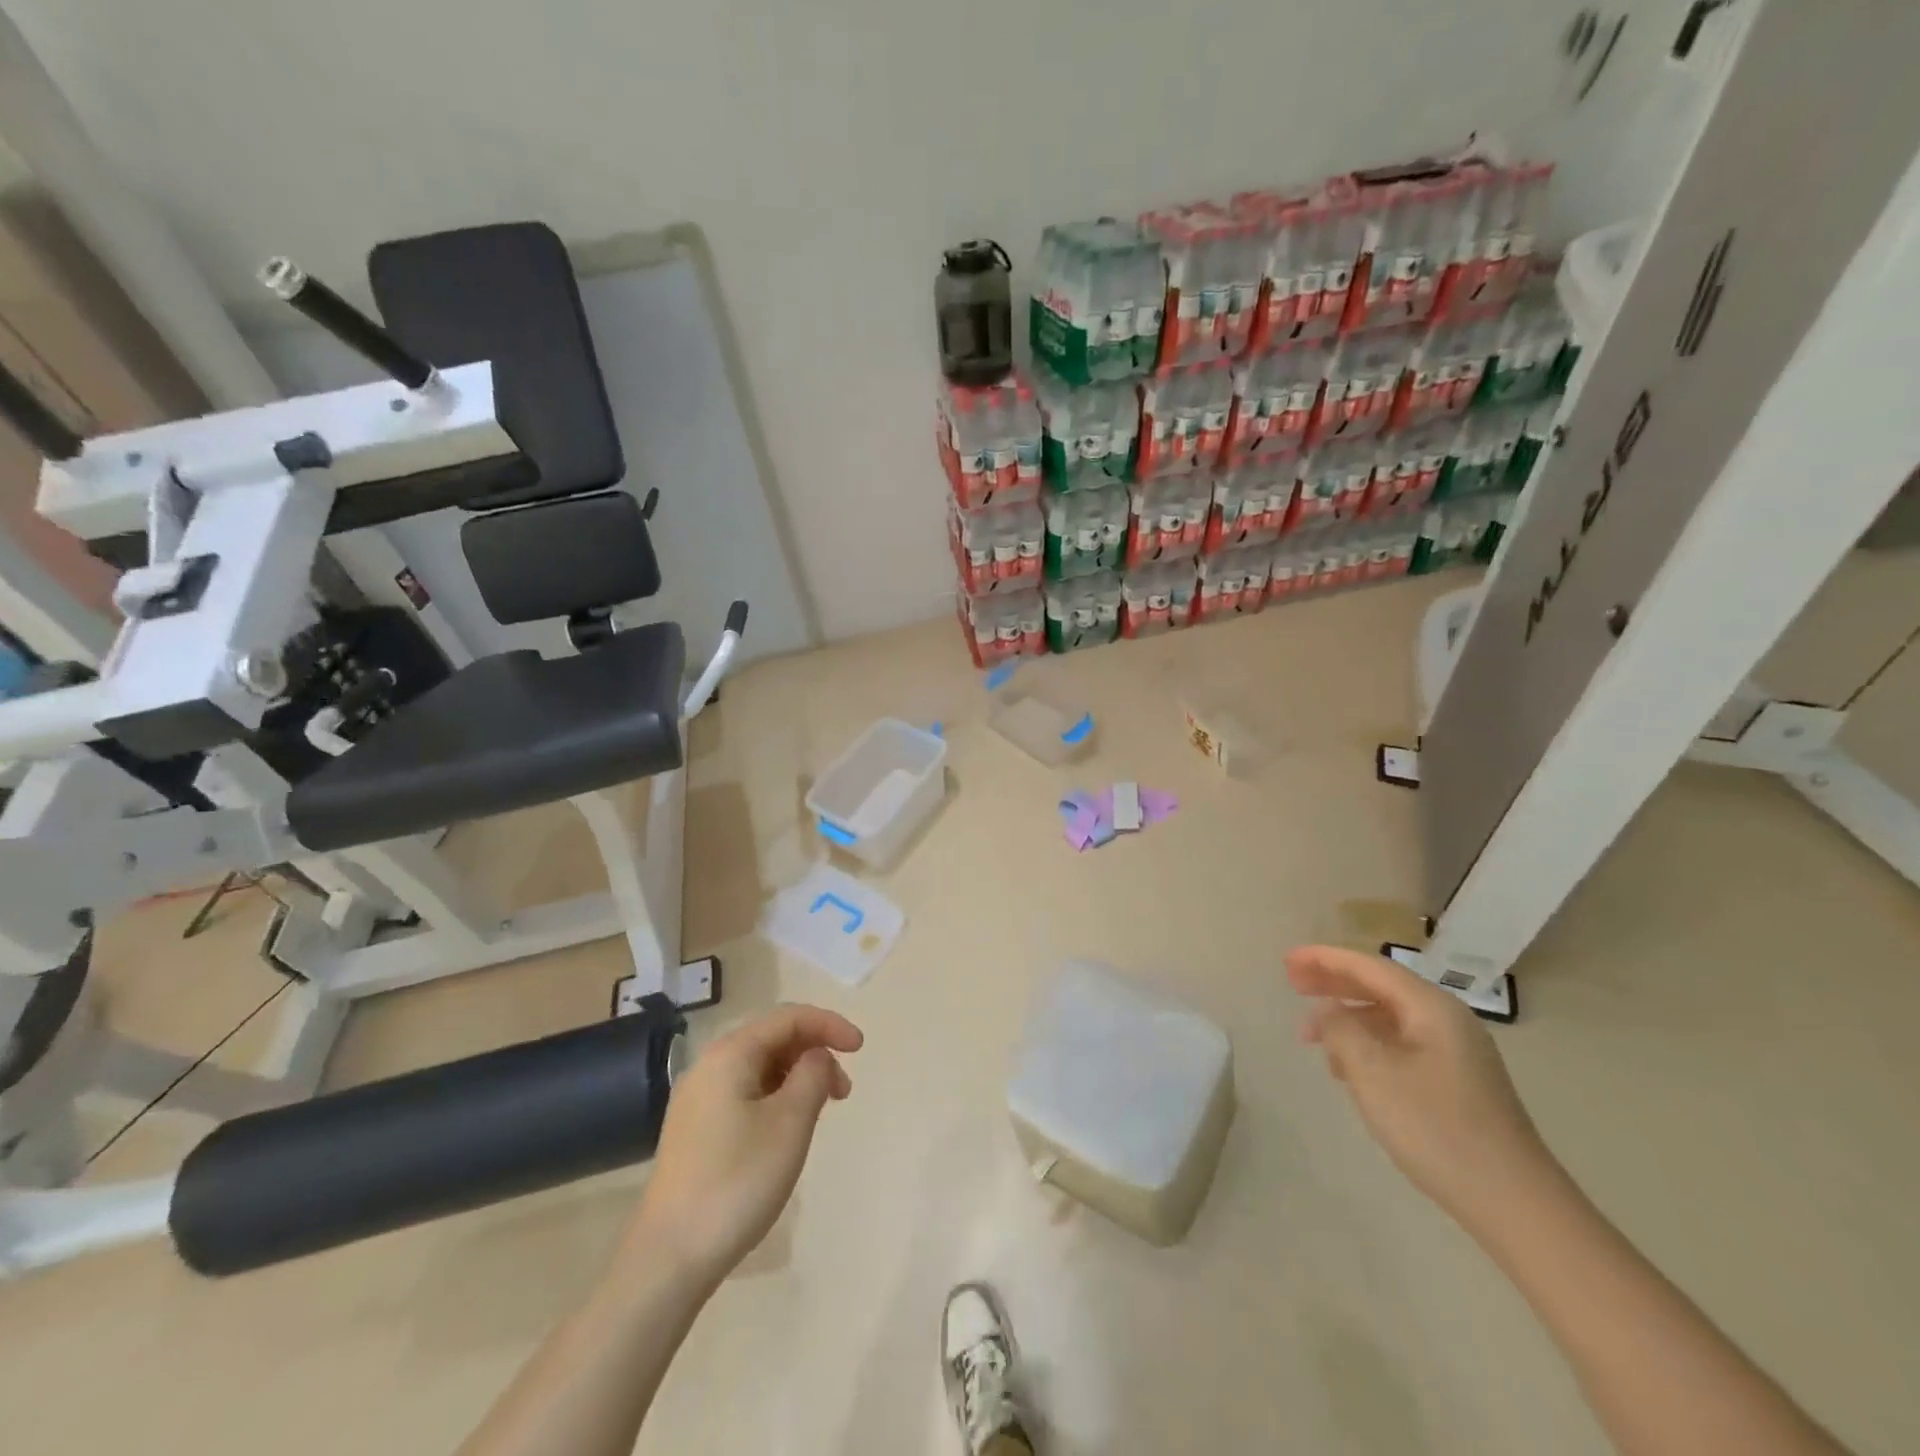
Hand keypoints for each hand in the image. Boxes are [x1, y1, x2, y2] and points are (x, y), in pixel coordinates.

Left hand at [622, 1004, 862, 1286]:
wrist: (668, 1258)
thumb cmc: (737, 1181)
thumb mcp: (790, 1123)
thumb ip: (813, 1074)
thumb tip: (817, 1056)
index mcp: (730, 1054)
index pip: (788, 1018)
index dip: (829, 1024)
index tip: (861, 1048)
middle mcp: (709, 1066)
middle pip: (773, 1039)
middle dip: (815, 1052)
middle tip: (843, 1090)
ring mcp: (698, 1100)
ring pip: (760, 1068)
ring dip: (797, 1077)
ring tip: (821, 1112)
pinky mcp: (696, 1130)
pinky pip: (745, 1093)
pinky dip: (777, 1097)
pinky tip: (788, 1129)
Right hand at [1286, 945, 1559, 1228]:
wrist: (1514, 1203)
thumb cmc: (1437, 1128)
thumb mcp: (1373, 1073)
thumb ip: (1341, 1030)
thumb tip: (1327, 1011)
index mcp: (1431, 1008)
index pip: (1368, 966)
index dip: (1323, 959)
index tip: (1287, 960)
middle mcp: (1447, 1020)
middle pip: (1380, 985)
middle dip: (1333, 982)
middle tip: (1292, 984)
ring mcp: (1456, 1052)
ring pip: (1389, 1017)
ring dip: (1347, 1017)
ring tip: (1312, 1036)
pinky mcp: (1456, 1081)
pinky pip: (1400, 1043)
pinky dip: (1367, 1043)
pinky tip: (1348, 1068)